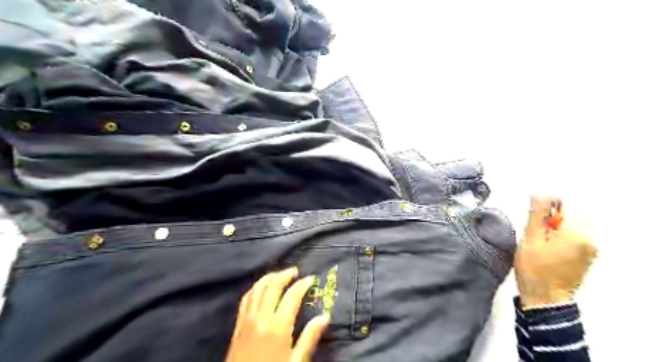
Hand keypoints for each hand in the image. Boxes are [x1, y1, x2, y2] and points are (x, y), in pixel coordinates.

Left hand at [226, 266, 328, 361]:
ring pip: (258, 288)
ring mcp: (247, 319)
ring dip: (270, 277)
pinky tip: (260, 287)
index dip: (302, 284)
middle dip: (285, 275)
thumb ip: (309, 338)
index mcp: (278, 326)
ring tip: (279, 274)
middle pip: (273, 286)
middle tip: (295, 271)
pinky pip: (246, 298)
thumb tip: (324, 317)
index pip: (292, 295)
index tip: (311, 279)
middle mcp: (261, 317)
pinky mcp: (238, 325)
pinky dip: (255, 288)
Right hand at [515, 196, 599, 309]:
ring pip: (575, 223)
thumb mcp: (530, 238)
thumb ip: (536, 214)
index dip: (550, 201)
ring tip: (540, 235)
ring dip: (558, 223)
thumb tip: (538, 194)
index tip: (535, 207)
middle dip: (554, 213)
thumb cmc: (534, 269)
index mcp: (577, 234)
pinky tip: (548, 243)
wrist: (544, 298)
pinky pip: (577, 235)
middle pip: (574, 213)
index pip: (569, 204)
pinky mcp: (587, 255)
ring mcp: (590, 249)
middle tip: (536, 224)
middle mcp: (590, 239)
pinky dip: (563, 233)